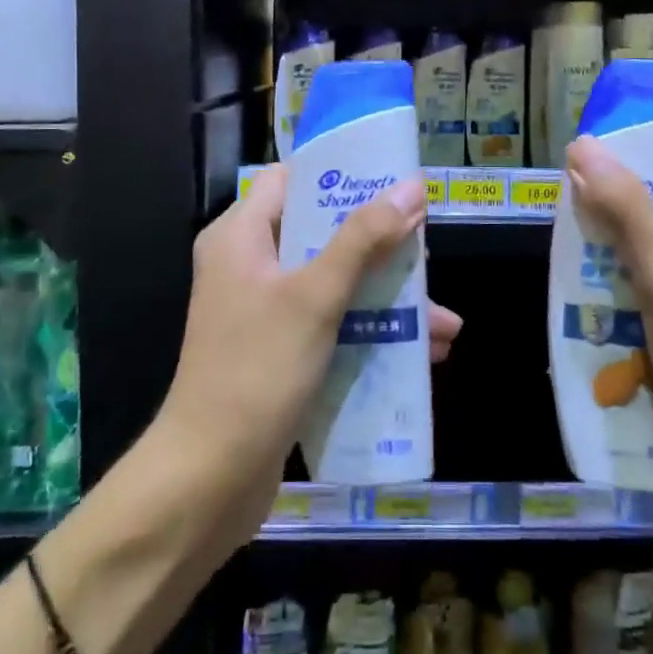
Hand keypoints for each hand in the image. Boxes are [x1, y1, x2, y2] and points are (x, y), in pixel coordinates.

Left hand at [157, 166, 461, 546]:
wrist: (208, 479)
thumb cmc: (256, 371)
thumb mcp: (315, 297)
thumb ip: (363, 239)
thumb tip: (410, 187)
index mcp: (241, 236)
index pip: (293, 180)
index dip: (343, 174)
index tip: (394, 179)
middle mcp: (249, 265)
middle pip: (322, 232)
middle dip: (380, 245)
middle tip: (427, 251)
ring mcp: (264, 311)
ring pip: (334, 283)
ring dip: (387, 297)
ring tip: (444, 321)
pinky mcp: (280, 351)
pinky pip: (332, 324)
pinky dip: (371, 331)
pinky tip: (423, 354)